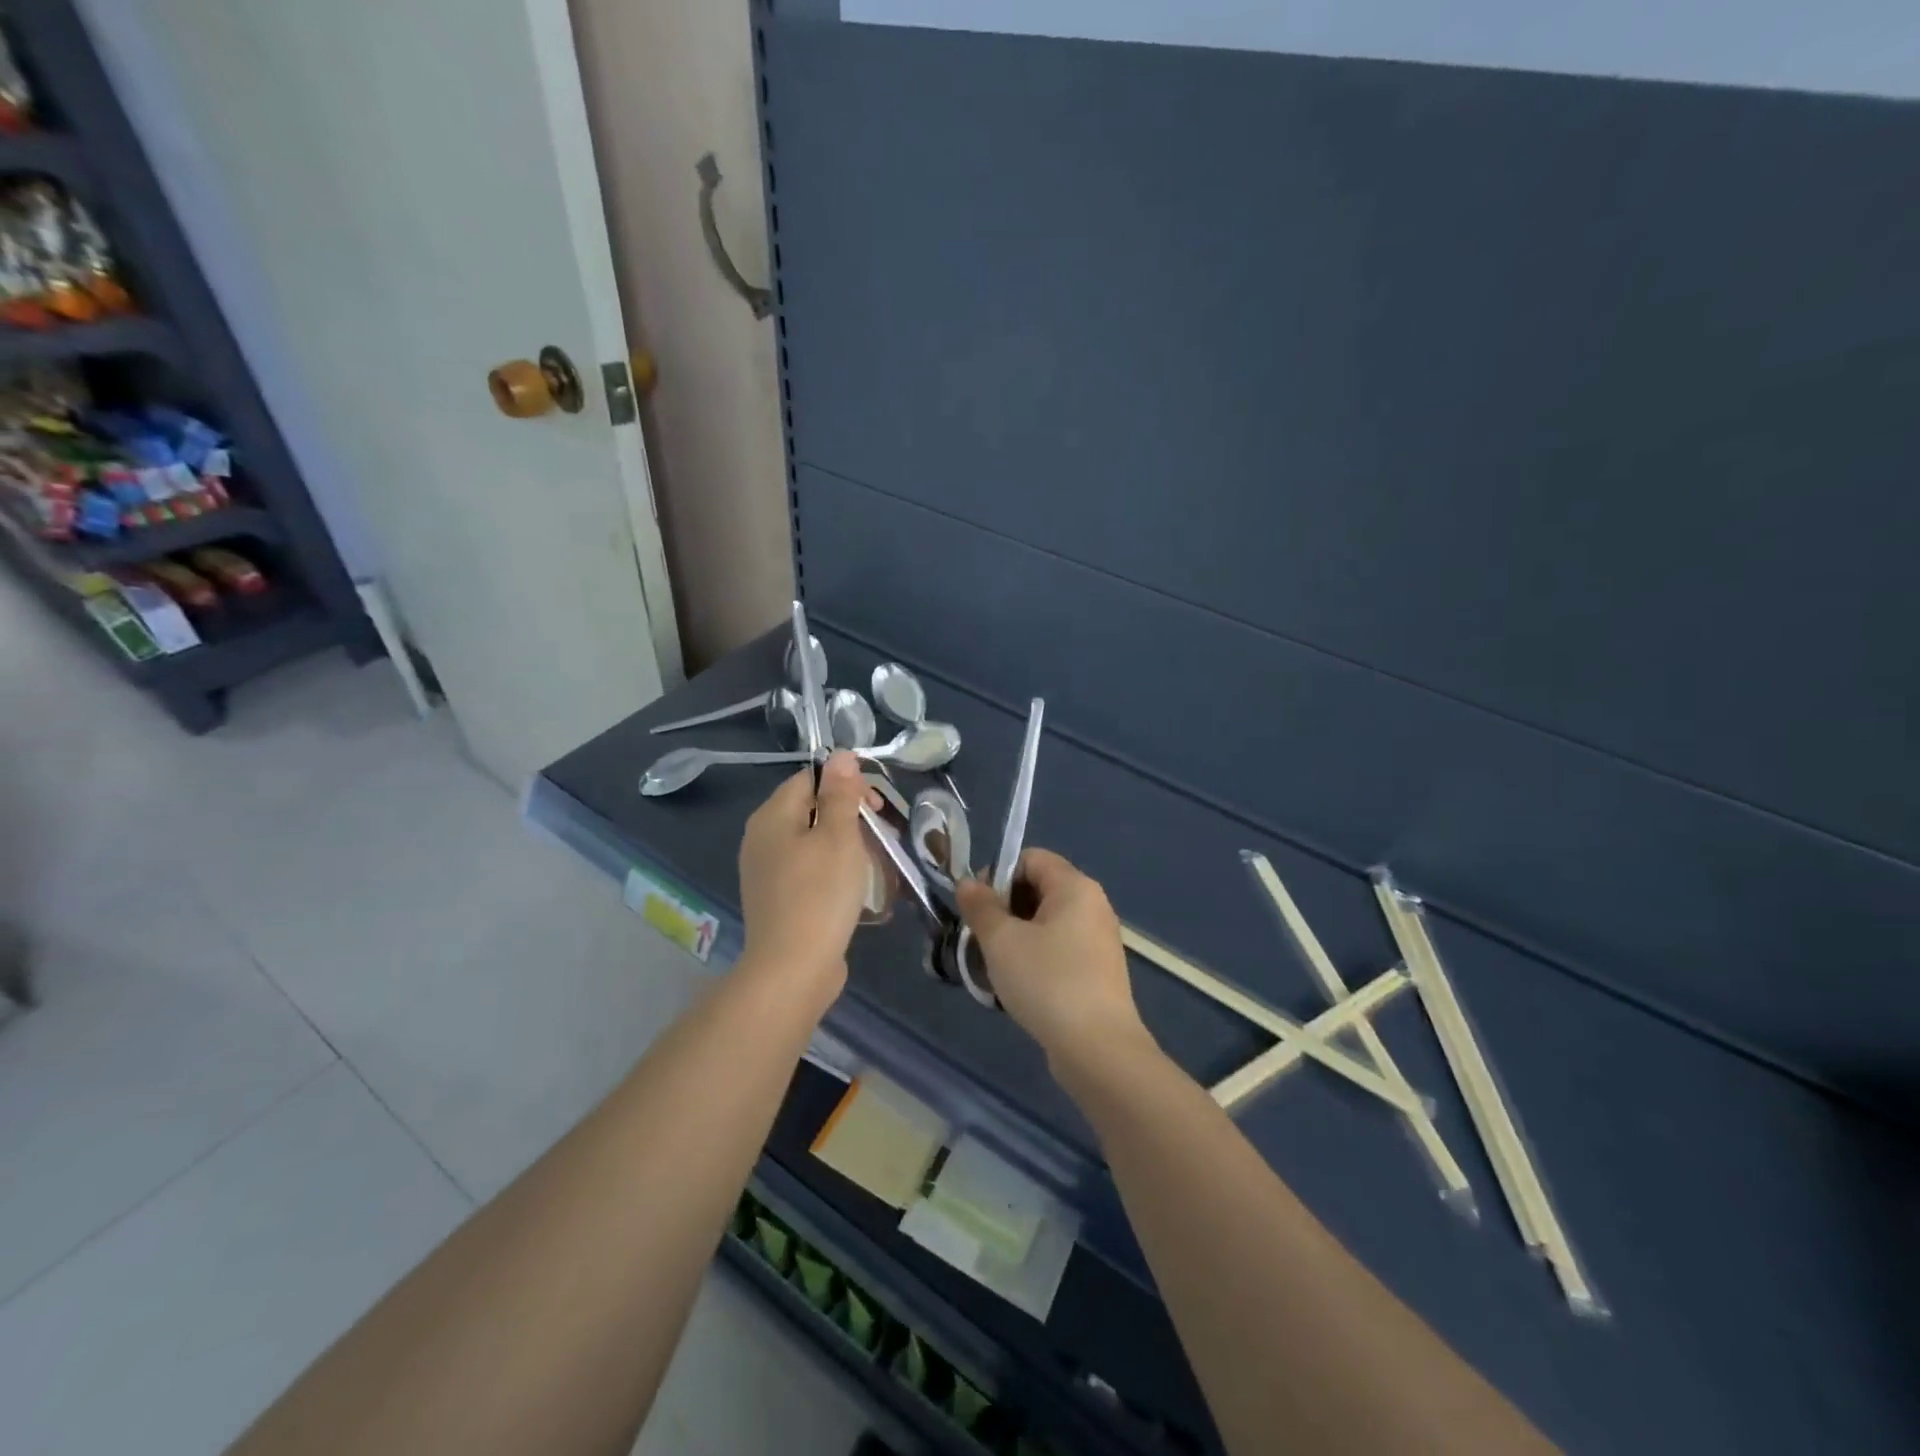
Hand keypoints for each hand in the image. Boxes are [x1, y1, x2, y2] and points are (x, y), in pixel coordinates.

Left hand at [737, 752, 876, 998]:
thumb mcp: (839, 836)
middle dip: (849, 816)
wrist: (793, 969)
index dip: (845, 785)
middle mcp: (761, 838)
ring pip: (811, 842)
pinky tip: (853, 888)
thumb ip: (840, 794)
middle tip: (881, 836)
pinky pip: (807, 870)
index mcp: (771, 816)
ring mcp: (765, 871)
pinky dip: (832, 870)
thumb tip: (840, 755)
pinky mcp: (776, 899)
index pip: (809, 779)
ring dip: (845, 845)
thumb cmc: (820, 894)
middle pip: (809, 810)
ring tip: (874, 863)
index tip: (876, 806)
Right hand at [955, 849, 1152, 1069]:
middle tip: (980, 939)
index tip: (977, 908)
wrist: (1098, 1049)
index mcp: (1075, 886)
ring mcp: (1099, 940)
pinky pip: (1059, 949)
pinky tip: (1018, 986)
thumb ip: (981, 906)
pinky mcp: (1098, 971)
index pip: (1030, 858)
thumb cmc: (1047, 982)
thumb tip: (968, 883)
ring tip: (994, 966)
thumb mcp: (1001, 940)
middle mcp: (1093, 905)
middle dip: (1003, 909)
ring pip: (1046, 923)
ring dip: (1015, 937)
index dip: (997, 875)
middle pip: (1038, 889)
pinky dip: (1035, 958)